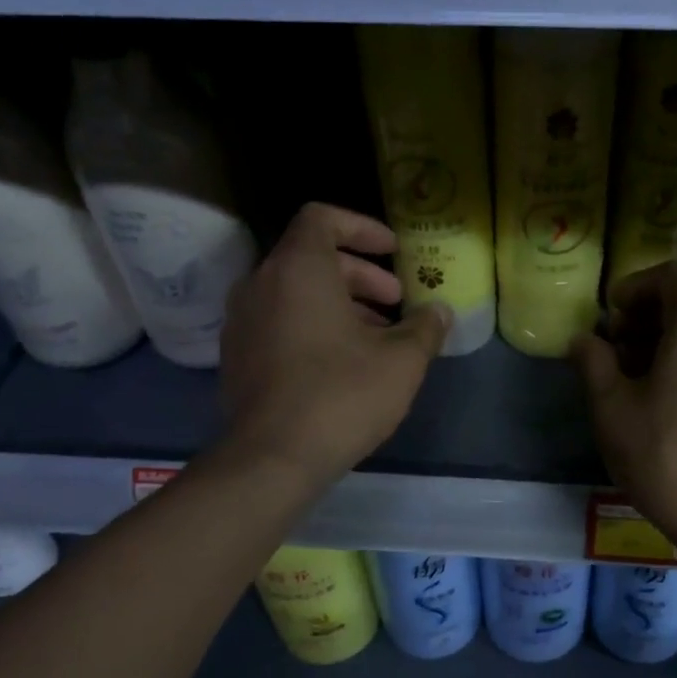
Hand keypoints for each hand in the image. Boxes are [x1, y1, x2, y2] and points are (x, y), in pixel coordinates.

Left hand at [219, 204, 448, 487]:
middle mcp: (260, 285)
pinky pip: (279, 322)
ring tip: (378, 338)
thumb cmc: (342, 395)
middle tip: (396, 302)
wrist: (273, 459)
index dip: (362, 227)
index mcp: (297, 270)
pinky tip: (344, 364)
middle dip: (361, 275)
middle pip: (312, 257)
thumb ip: (425, 327)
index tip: (393, 252)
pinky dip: (313, 326)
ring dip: (340, 304)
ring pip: (295, 293)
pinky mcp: (237, 357)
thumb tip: (439, 312)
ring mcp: (242, 322)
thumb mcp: (401, 361)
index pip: (322, 218)